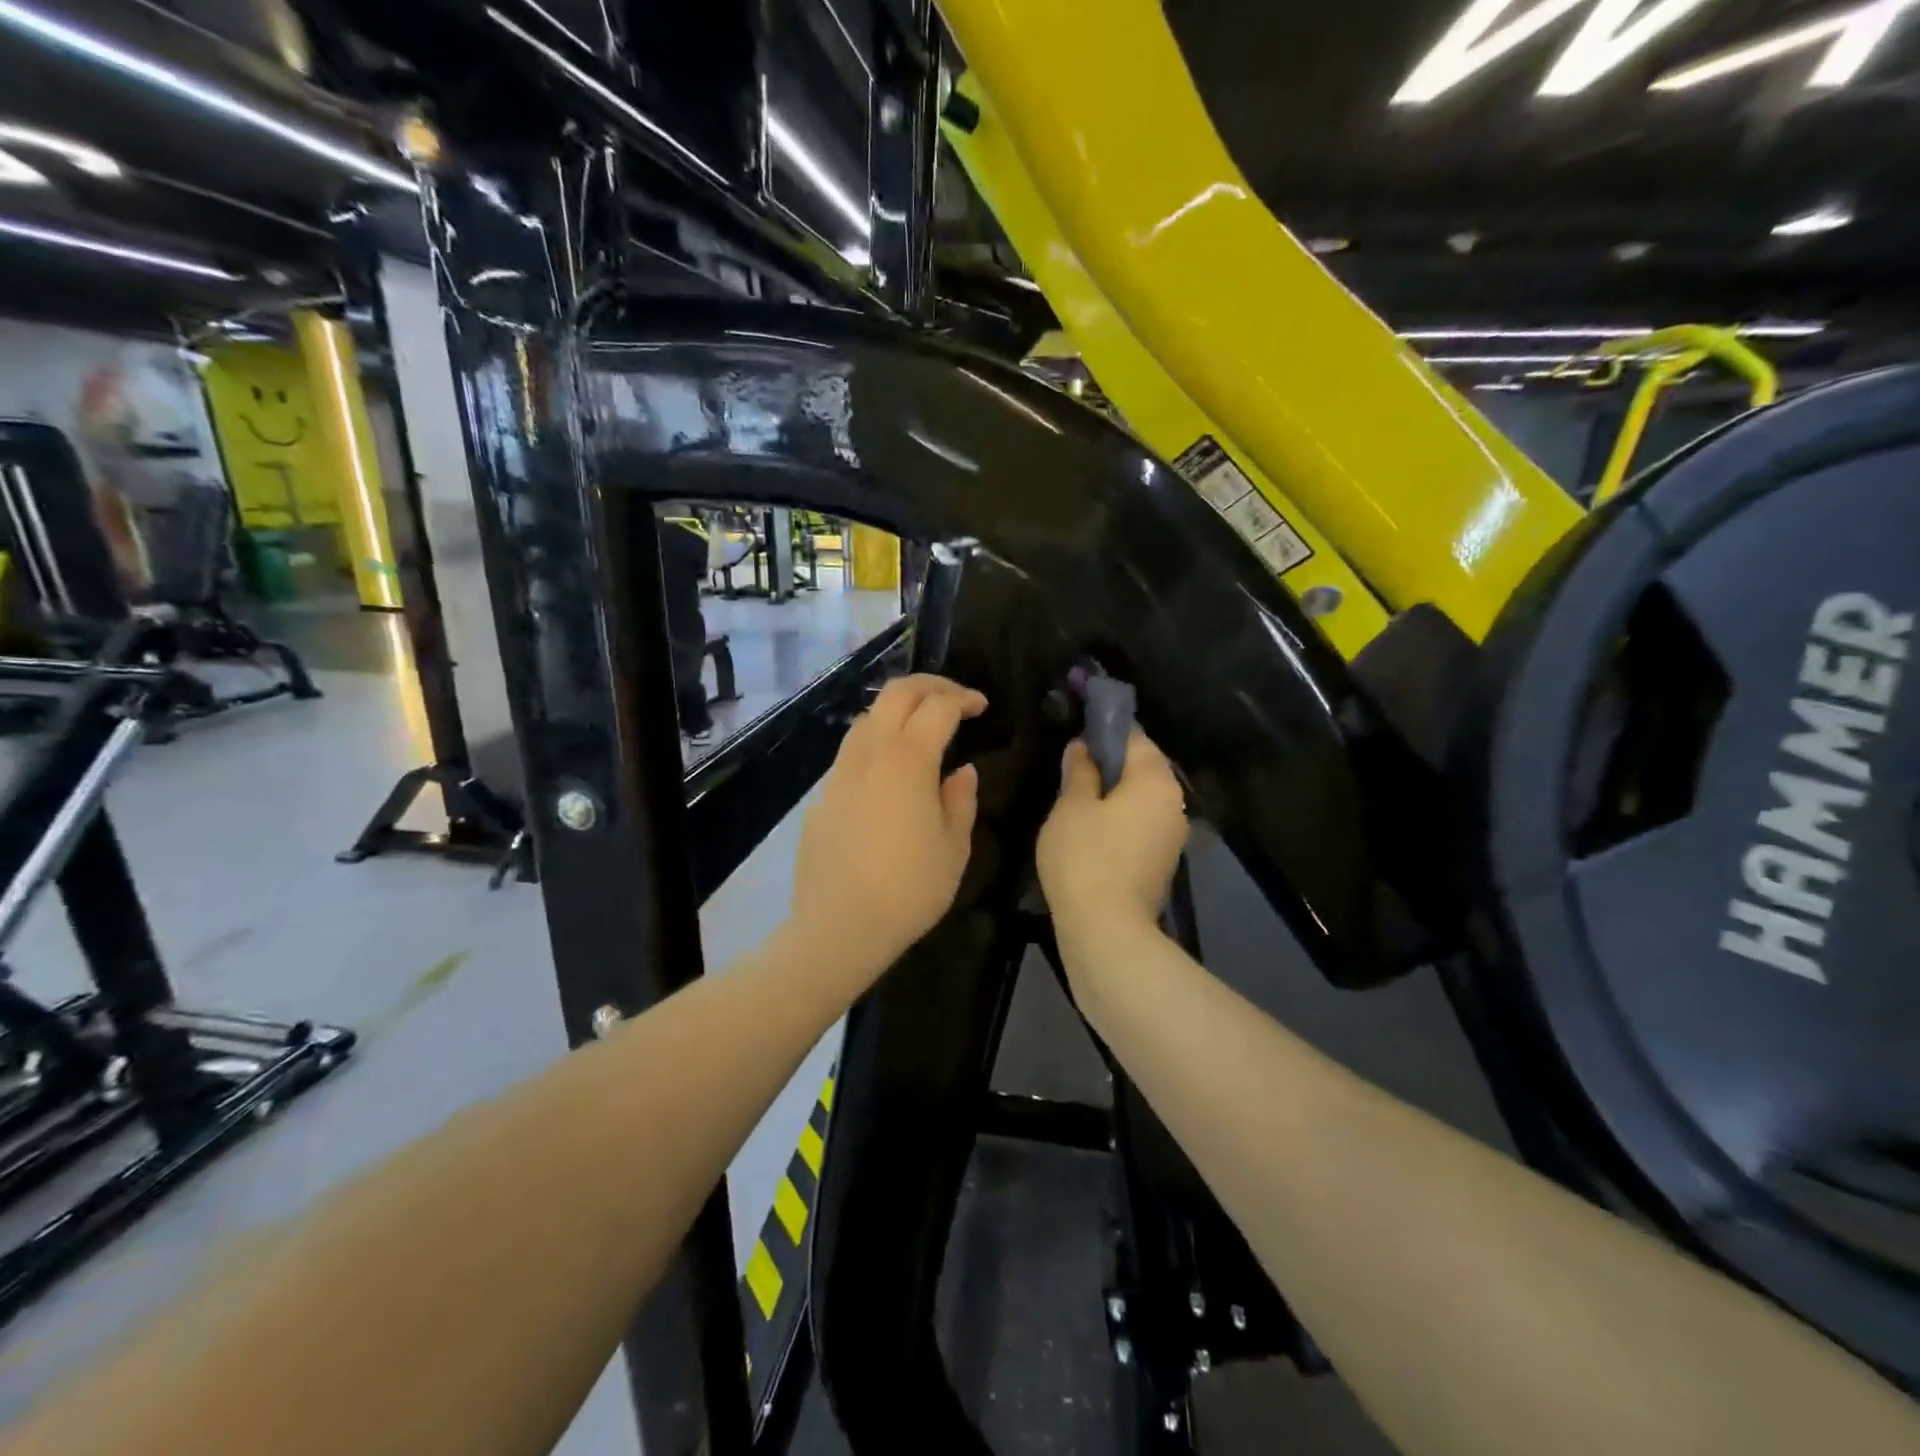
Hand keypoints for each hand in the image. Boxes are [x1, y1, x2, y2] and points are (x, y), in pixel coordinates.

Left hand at [788, 674, 985, 983]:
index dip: (964, 698)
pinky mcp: (823, 792)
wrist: (839, 926)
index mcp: (908, 759)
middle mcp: (870, 752)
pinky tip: (891, 766)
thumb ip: (961, 799)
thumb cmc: (909, 889)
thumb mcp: (954, 847)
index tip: (982, 706)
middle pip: (897, 693)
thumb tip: (961, 771)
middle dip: (931, 685)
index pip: (938, 706)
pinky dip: (878, 737)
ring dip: (899, 708)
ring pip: (869, 715)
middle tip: (956, 699)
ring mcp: (841, 770)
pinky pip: (853, 748)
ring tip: (923, 725)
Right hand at [1037, 729, 1187, 951]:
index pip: (1134, 737)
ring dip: (1116, 796)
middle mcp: (1174, 801)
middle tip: (1073, 773)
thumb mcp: (1071, 806)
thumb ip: (1080, 770)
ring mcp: (1174, 834)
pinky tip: (1094, 834)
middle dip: (1111, 766)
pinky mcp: (1164, 862)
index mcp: (1155, 779)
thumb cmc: (1085, 856)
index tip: (1077, 739)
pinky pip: (1143, 826)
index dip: (1104, 732)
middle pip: (1143, 768)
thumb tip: (1083, 747)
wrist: (1108, 928)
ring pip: (1143, 800)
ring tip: (1079, 804)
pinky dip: (1122, 822)